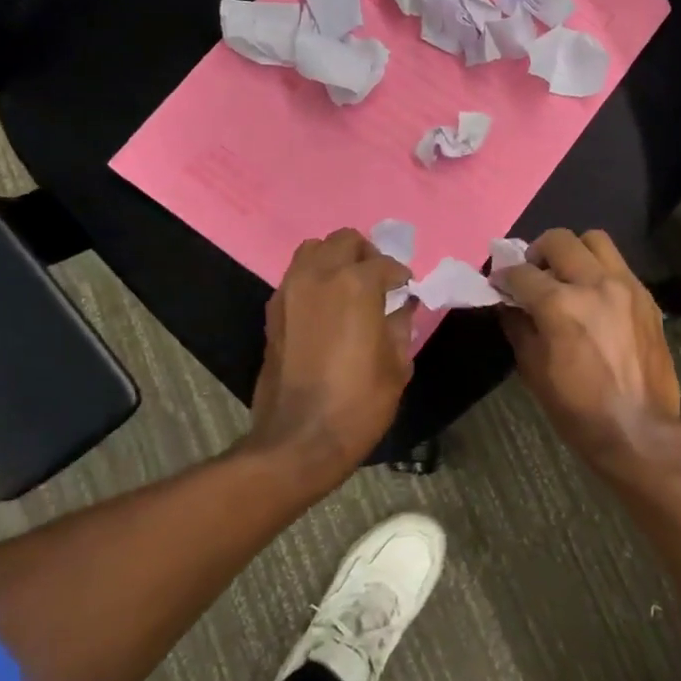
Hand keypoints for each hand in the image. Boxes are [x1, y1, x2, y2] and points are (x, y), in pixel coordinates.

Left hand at [246, 229, 412, 481]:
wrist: (299, 439)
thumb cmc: (359, 403)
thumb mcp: (397, 365)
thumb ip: (400, 325)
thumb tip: (403, 306)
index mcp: (357, 285)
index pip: (385, 264)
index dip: (401, 276)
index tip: (407, 291)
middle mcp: (320, 276)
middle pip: (344, 240)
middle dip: (366, 254)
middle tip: (379, 281)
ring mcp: (290, 291)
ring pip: (313, 250)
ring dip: (335, 259)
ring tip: (350, 287)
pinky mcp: (272, 311)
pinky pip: (296, 277)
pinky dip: (314, 279)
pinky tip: (327, 307)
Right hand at [496, 229, 680, 473]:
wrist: (638, 430)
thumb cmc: (578, 409)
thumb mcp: (533, 370)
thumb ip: (518, 326)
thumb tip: (508, 303)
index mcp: (561, 305)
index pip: (522, 273)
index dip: (503, 276)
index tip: (498, 284)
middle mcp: (595, 284)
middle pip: (559, 240)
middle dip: (537, 253)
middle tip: (532, 275)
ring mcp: (626, 286)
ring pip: (595, 240)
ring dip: (573, 251)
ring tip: (566, 276)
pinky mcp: (646, 297)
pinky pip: (618, 265)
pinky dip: (599, 270)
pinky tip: (594, 297)